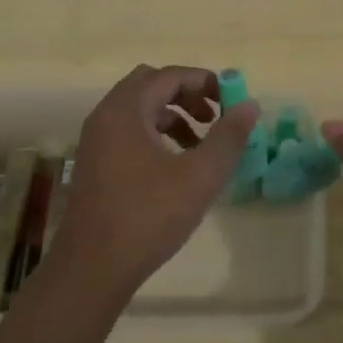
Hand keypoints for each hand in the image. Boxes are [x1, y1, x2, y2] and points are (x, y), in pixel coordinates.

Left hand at [43, 65, 260, 302]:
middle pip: (150, 86)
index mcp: (125, 110)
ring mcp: (95, 141)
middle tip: (214, 117)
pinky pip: (128, 132)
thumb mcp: (200, 176)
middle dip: (187, 96)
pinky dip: (155, 136)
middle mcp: (105, 116)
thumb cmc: (149, 216)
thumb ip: (228, 136)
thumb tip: (250, 105)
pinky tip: (175, 167)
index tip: (231, 100)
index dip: (204, 82)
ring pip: (139, 111)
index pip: (168, 76)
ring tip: (201, 146)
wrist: (93, 267)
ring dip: (172, 117)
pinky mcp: (94, 164)